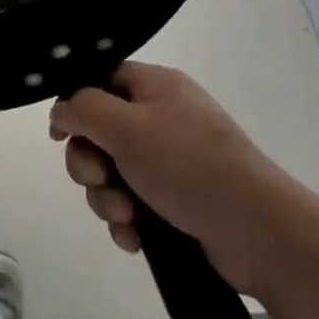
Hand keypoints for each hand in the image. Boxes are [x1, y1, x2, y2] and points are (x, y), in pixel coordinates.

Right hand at [49, 62, 290, 296]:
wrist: (258, 232)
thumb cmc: (188, 165)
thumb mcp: (127, 127)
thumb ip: (83, 109)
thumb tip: (61, 111)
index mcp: (156, 87)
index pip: (100, 80)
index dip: (75, 105)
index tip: (61, 135)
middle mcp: (163, 118)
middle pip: (100, 132)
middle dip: (89, 163)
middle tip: (99, 180)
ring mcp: (171, 162)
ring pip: (112, 173)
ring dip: (106, 198)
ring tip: (125, 217)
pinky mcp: (177, 201)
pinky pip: (133, 204)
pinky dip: (127, 221)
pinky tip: (135, 238)